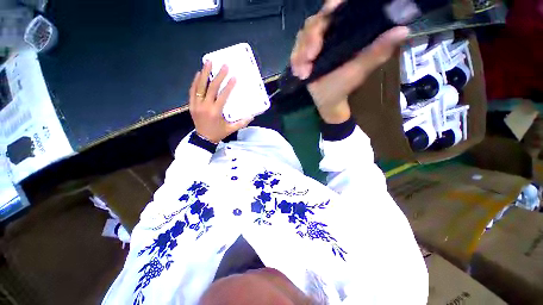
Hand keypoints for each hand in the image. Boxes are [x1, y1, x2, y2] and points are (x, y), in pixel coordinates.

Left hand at [189, 61, 251, 142]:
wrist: (203, 139)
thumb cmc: (219, 133)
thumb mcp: (231, 129)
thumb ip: (241, 123)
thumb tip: (252, 116)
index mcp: (216, 112)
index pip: (222, 96)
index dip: (228, 86)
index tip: (234, 77)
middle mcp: (205, 106)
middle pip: (211, 88)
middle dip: (218, 76)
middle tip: (223, 66)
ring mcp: (196, 105)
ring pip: (199, 86)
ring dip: (204, 74)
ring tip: (208, 62)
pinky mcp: (191, 105)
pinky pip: (192, 91)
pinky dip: (195, 81)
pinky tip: (199, 73)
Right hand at [290, 1, 408, 122]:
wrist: (329, 102)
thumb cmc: (345, 86)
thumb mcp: (360, 69)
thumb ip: (377, 51)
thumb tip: (402, 30)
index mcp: (343, 31)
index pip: (336, 8)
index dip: (332, 5)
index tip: (331, 10)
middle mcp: (327, 34)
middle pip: (314, 22)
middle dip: (311, 38)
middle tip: (311, 56)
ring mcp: (313, 45)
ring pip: (302, 37)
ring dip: (300, 53)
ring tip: (303, 72)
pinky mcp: (303, 56)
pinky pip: (295, 53)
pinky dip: (295, 62)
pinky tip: (298, 73)